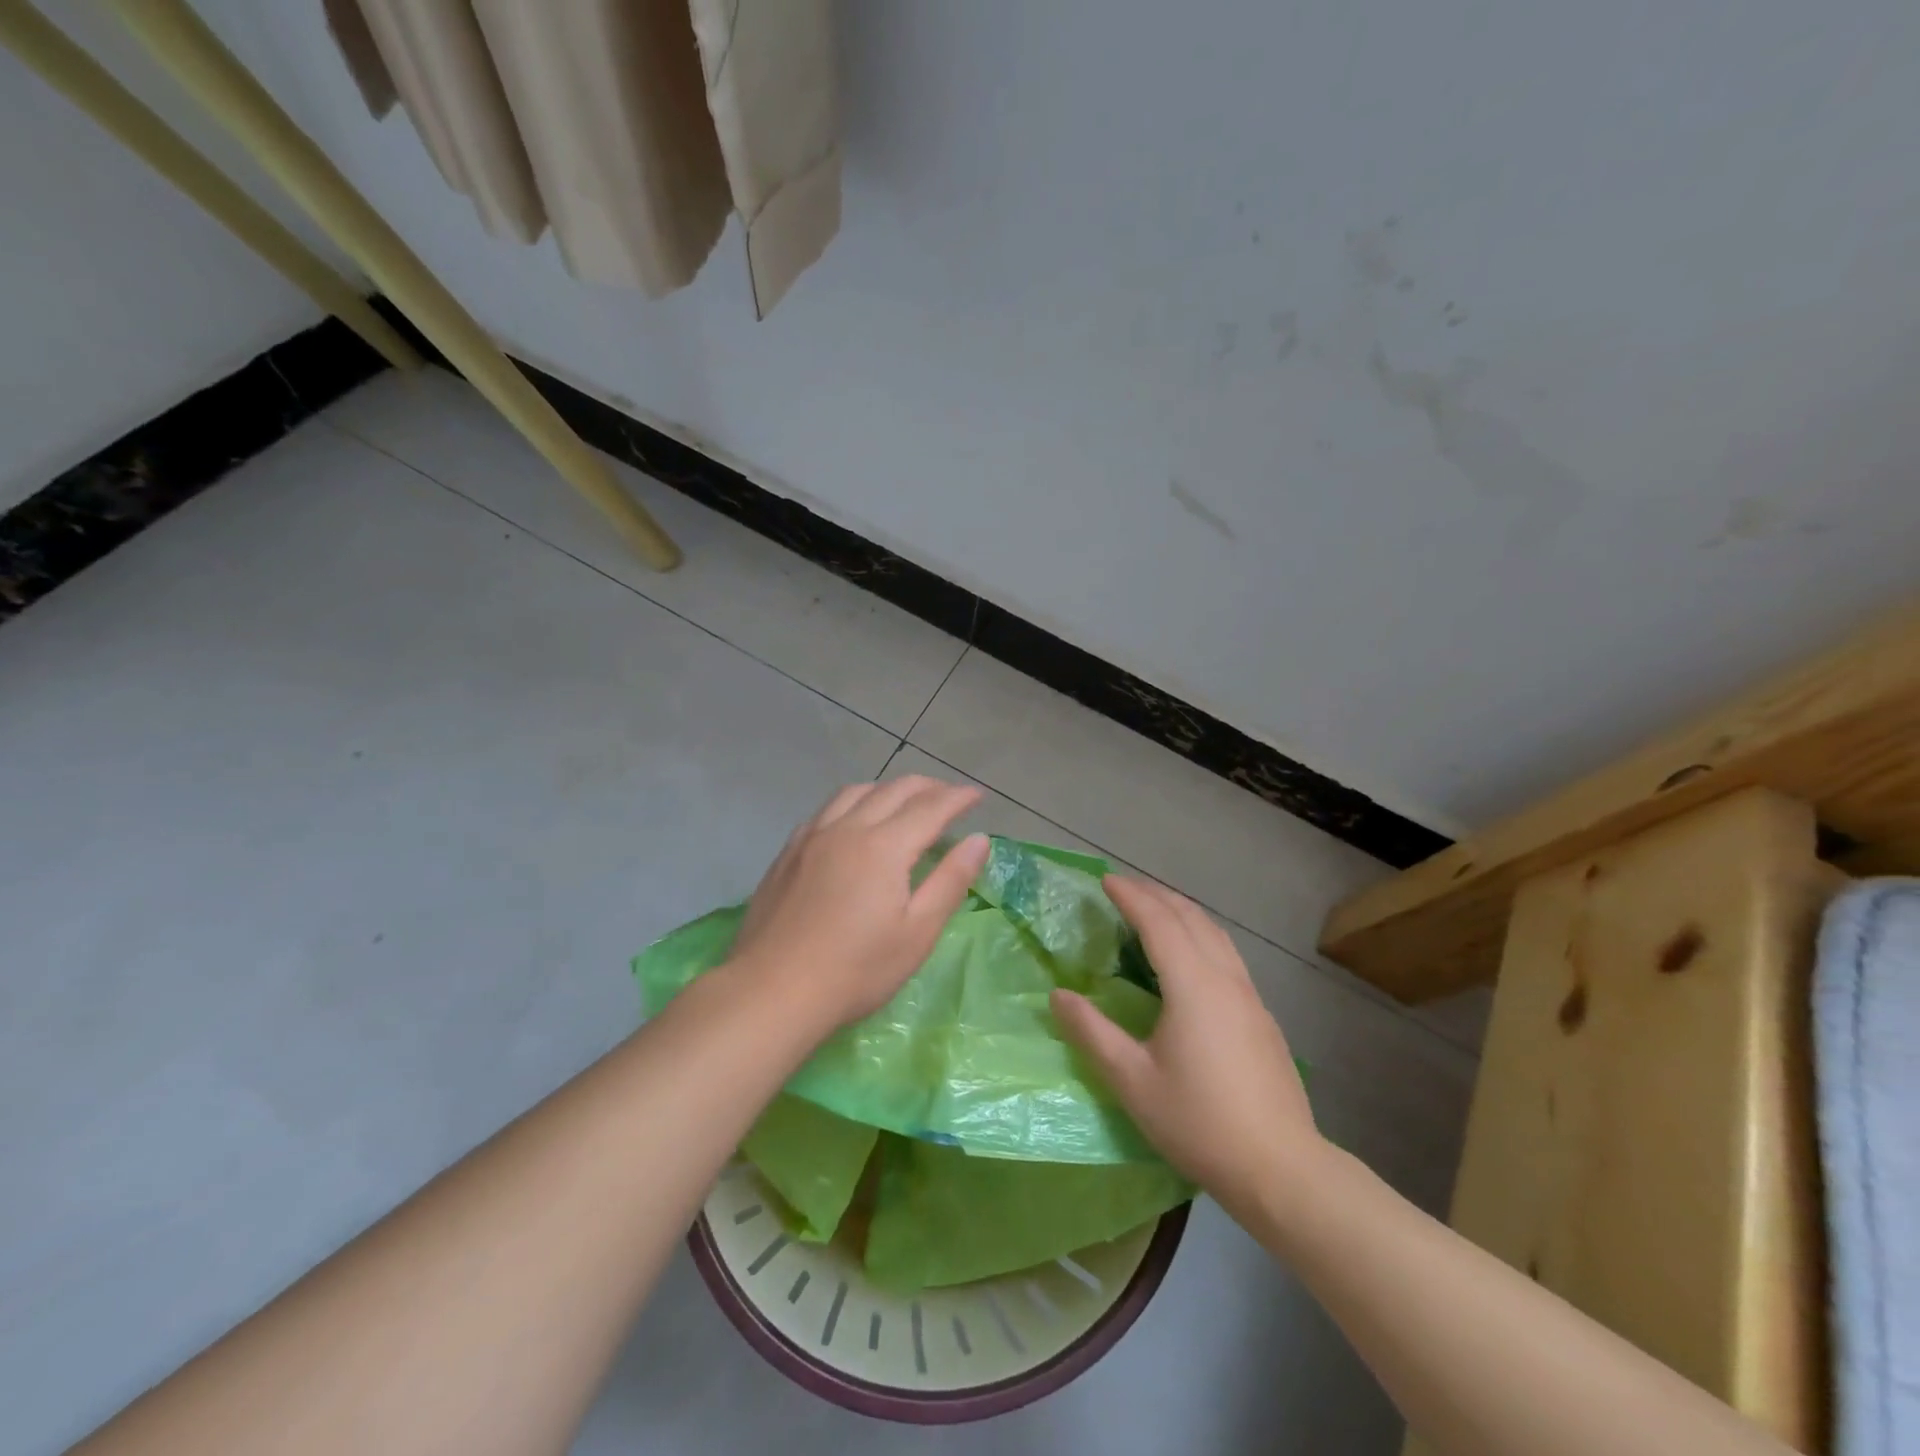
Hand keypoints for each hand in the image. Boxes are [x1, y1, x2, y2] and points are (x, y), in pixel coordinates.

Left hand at [728, 777, 989, 1030]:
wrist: (773, 990)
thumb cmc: (856, 970)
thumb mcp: (917, 933)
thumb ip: (950, 880)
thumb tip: (979, 840)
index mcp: (884, 846)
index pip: (930, 808)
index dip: (958, 798)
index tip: (978, 795)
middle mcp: (847, 828)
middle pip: (894, 790)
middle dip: (928, 787)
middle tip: (949, 796)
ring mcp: (812, 836)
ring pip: (856, 791)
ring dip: (888, 788)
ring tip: (905, 801)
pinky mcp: (789, 851)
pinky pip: (827, 809)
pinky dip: (854, 801)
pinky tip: (854, 820)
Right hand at [1051, 876, 1321, 1216]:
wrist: (1281, 1168)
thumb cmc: (1199, 1122)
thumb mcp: (1132, 1081)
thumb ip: (1092, 1032)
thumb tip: (1058, 995)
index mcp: (1193, 986)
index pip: (1159, 923)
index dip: (1131, 897)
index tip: (1105, 880)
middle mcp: (1224, 979)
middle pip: (1190, 918)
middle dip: (1156, 895)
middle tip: (1125, 887)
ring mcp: (1249, 996)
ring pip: (1215, 933)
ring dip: (1182, 911)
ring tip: (1156, 907)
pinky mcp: (1261, 1016)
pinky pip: (1227, 954)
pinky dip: (1201, 934)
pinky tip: (1191, 954)